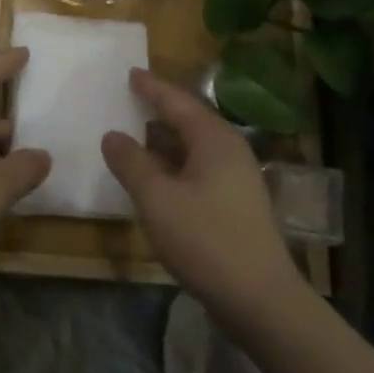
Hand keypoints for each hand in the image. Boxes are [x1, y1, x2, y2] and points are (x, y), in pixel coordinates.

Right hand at [101, 68, 301, 324]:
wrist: (261, 300)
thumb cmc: (206, 240)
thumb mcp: (157, 198)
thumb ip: (131, 162)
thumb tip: (112, 135)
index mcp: (214, 138)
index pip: (176, 101)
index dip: (151, 87)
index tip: (130, 72)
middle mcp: (229, 150)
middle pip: (189, 119)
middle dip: (158, 109)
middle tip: (129, 98)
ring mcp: (236, 178)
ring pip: (194, 146)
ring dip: (164, 140)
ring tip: (134, 134)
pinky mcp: (236, 203)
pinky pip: (198, 168)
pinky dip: (173, 163)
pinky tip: (155, 176)